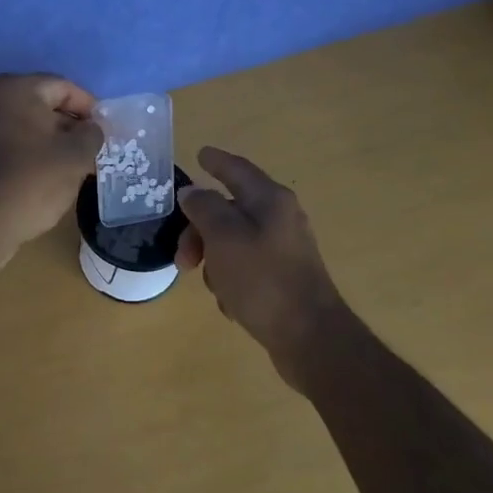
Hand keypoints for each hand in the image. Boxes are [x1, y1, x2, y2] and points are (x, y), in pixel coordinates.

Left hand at [0, 73, 102, 256]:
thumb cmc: (33, 180)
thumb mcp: (76, 155)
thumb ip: (92, 134)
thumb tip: (90, 129)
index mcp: (17, 89)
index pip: (64, 87)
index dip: (89, 108)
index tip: (104, 132)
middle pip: (43, 104)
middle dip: (70, 125)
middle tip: (91, 150)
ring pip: (27, 125)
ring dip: (51, 140)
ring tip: (73, 165)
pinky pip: (12, 142)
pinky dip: (31, 152)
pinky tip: (46, 175)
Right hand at [177, 147, 355, 392]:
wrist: (310, 337)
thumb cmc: (262, 279)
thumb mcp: (223, 237)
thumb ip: (203, 208)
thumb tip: (192, 191)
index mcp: (270, 200)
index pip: (237, 169)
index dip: (216, 161)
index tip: (199, 154)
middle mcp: (280, 218)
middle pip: (229, 210)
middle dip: (200, 230)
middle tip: (182, 258)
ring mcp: (284, 249)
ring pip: (234, 241)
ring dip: (214, 259)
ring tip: (211, 286)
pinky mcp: (284, 277)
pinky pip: (246, 267)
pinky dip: (231, 279)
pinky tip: (230, 302)